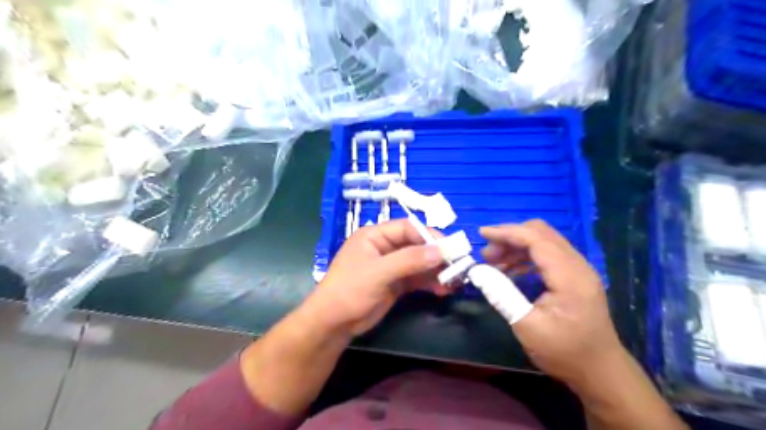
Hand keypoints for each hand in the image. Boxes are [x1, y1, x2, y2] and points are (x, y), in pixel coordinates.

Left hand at [305, 221, 450, 336]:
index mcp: (375, 236)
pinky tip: (443, 290)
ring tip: (454, 281)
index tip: (449, 247)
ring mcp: (391, 266)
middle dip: (436, 255)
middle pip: (416, 245)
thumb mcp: (379, 273)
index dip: (429, 235)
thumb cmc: (350, 290)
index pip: (407, 228)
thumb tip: (441, 250)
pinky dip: (430, 282)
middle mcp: (384, 247)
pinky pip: (417, 278)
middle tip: (457, 265)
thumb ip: (409, 260)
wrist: (333, 323)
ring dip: (436, 271)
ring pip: (419, 263)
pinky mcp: (395, 283)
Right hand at [480, 222, 625, 386]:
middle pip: (541, 233)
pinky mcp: (575, 276)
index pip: (536, 238)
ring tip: (493, 262)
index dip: (507, 232)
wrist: (600, 371)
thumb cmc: (564, 352)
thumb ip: (502, 295)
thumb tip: (477, 271)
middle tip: (487, 254)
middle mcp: (577, 265)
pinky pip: (547, 254)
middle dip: (510, 236)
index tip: (481, 234)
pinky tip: (510, 270)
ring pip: (544, 241)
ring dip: (517, 246)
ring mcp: (578, 269)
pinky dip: (526, 256)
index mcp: (569, 276)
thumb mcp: (527, 326)